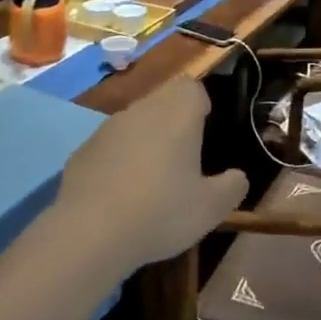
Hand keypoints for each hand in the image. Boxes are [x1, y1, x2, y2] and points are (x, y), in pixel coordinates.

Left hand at [53, 79, 245, 273]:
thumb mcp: (210, 208)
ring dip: (144, 142)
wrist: (89, 231)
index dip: (200, 106)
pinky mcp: (82, 150)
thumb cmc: (161, 210)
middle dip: (173, 124)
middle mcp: (142, 108)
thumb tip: (238, 177)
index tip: (204, 134)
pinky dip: (117, 162)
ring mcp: (107, 127)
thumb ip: (231, 187)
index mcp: (177, 112)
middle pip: (163, 102)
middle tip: (182, 161)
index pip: (193, 88)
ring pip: (134, 123)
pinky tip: (119, 197)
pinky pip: (109, 147)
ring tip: (151, 183)